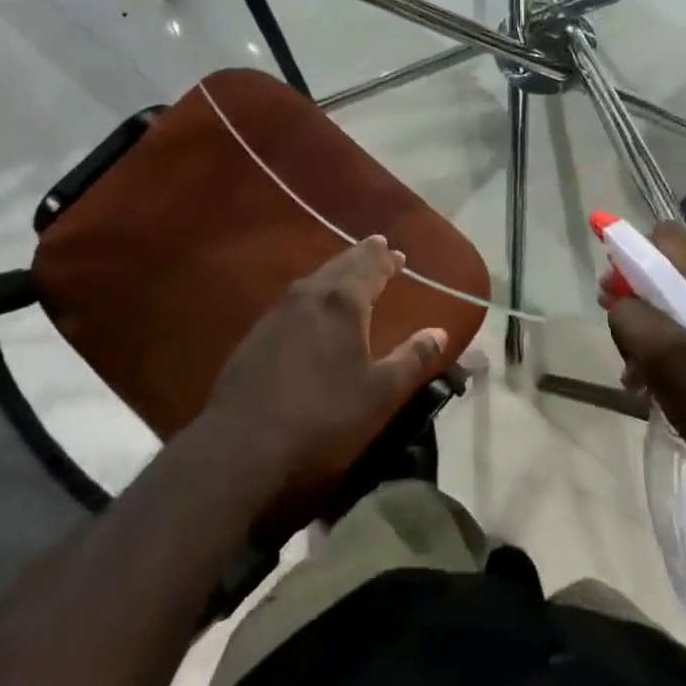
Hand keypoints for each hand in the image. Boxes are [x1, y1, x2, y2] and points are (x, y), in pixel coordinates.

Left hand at [203, 236, 447, 492]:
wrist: (245, 440)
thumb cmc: (322, 414)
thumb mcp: (378, 391)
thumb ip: (411, 358)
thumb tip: (439, 332)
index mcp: (343, 302)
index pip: (370, 268)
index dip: (386, 260)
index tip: (398, 253)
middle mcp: (310, 295)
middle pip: (341, 264)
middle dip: (362, 255)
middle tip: (376, 245)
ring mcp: (279, 311)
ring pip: (314, 278)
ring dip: (335, 269)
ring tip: (347, 269)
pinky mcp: (258, 331)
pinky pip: (294, 298)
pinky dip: (312, 291)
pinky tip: (310, 306)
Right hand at [605, 223, 685, 509]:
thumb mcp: (663, 362)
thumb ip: (631, 318)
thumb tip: (621, 302)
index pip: (665, 237)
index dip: (630, 258)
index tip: (614, 297)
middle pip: (677, 268)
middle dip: (642, 299)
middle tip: (626, 342)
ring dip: (661, 327)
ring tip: (644, 374)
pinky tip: (675, 381)